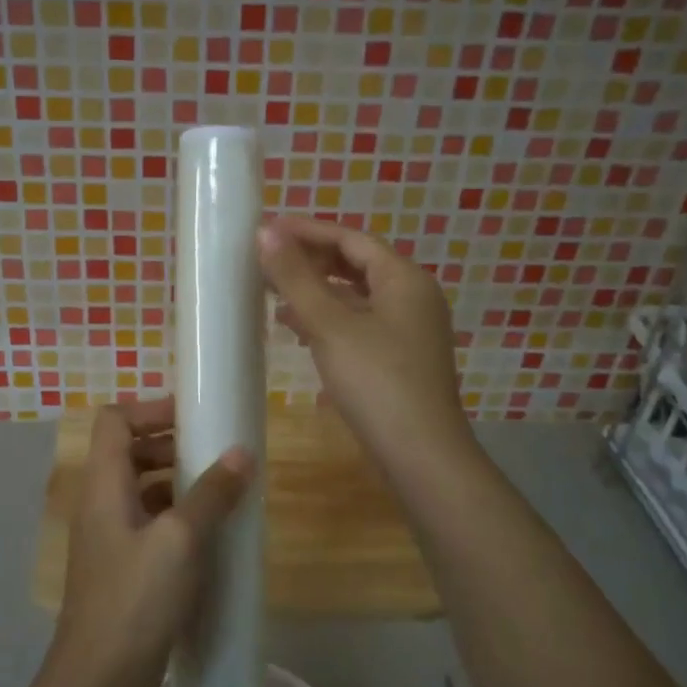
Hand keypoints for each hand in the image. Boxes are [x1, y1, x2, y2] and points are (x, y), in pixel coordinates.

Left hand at [44, 395, 251, 686]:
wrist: (97, 684)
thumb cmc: (135, 601)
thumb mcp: (180, 541)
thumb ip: (211, 493)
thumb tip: (241, 453)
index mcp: (104, 485)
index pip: (114, 420)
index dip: (150, 409)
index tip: (193, 417)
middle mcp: (100, 503)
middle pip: (128, 450)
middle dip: (169, 442)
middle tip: (213, 450)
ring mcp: (109, 537)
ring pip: (140, 488)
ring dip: (176, 480)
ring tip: (219, 488)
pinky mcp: (122, 568)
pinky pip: (148, 522)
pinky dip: (175, 515)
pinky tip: (208, 534)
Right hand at [258, 216, 479, 490]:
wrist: (422, 456)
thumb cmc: (377, 381)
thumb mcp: (330, 325)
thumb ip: (296, 277)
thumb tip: (265, 232)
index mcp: (404, 279)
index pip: (350, 239)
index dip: (307, 231)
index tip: (266, 230)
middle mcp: (413, 297)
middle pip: (355, 266)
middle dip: (310, 262)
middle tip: (266, 262)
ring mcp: (409, 330)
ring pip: (356, 298)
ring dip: (316, 293)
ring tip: (273, 296)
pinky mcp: (400, 359)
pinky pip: (360, 325)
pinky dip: (329, 321)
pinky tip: (298, 332)